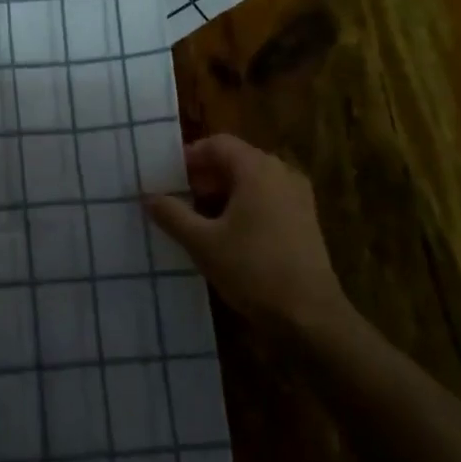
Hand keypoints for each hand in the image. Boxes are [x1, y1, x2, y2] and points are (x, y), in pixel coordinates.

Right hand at [144, 135, 348, 333]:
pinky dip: (244, 206)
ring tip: (198, 219)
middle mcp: (281, 173)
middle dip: (204, 176)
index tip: (167, 179)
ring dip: (223, 193)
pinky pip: (267, 198)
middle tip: (179, 199)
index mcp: (257, 169)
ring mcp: (298, 196)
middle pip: (235, 160)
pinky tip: (228, 234)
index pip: (217, 144)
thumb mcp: (202, 243)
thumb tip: (149, 197)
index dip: (189, 157)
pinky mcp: (305, 220)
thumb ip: (172, 214)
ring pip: (252, 181)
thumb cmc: (253, 269)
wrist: (311, 317)